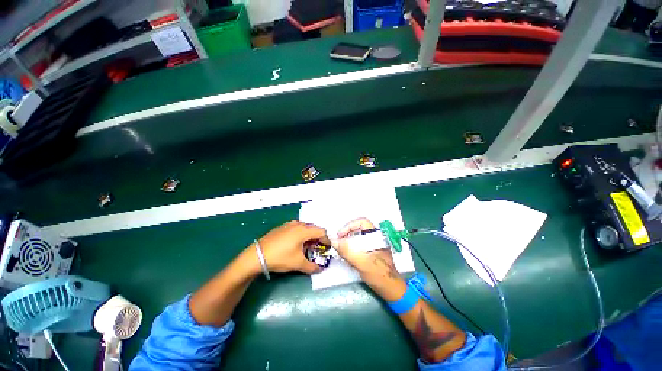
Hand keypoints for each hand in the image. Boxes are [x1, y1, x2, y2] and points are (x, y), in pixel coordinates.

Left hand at [257, 221, 329, 274]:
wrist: (256, 255)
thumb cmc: (280, 257)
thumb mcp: (298, 264)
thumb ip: (312, 267)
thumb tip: (320, 269)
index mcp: (304, 230)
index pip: (322, 231)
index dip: (326, 240)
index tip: (326, 249)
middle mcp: (298, 224)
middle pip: (314, 229)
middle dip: (318, 239)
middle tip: (317, 249)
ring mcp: (289, 224)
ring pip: (304, 228)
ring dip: (309, 237)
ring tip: (306, 248)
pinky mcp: (282, 227)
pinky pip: (296, 229)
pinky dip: (300, 235)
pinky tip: (294, 245)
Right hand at [333, 218, 406, 300]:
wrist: (391, 290)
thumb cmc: (379, 274)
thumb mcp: (361, 262)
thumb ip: (347, 251)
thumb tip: (334, 241)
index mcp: (376, 236)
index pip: (361, 222)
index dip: (349, 226)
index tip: (340, 235)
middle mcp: (375, 238)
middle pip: (358, 230)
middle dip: (347, 234)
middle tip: (338, 242)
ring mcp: (374, 246)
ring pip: (358, 238)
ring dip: (348, 242)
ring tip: (340, 249)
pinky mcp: (372, 254)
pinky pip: (360, 246)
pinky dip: (352, 249)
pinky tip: (347, 256)